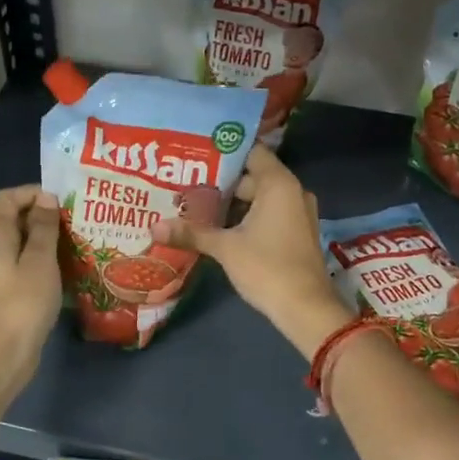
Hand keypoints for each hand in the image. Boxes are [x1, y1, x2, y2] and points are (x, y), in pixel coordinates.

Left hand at [0, 185, 61, 398]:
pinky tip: (69, 270)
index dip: (33, 193)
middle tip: (77, 222)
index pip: (7, 198)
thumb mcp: (40, 261)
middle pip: (15, 218)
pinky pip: (28, 265)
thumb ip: (43, 228)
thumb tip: (46, 199)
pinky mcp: (10, 293)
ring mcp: (0, 273)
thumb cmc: (22, 304)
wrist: (2, 357)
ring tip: (79, 243)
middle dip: (45, 215)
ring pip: (24, 243)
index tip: (62, 204)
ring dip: (49, 239)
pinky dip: (46, 261)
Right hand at [155, 147, 351, 358]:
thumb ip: (191, 232)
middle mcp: (292, 191)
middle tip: (187, 184)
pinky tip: (219, 227)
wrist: (305, 308)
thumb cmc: (267, 268)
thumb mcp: (225, 248)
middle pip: (252, 176)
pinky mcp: (296, 232)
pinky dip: (246, 217)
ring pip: (259, 198)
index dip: (223, 151)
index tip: (196, 154)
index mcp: (279, 184)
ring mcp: (297, 213)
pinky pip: (268, 213)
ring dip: (232, 203)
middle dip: (221, 182)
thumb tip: (153, 228)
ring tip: (196, 205)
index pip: (251, 151)